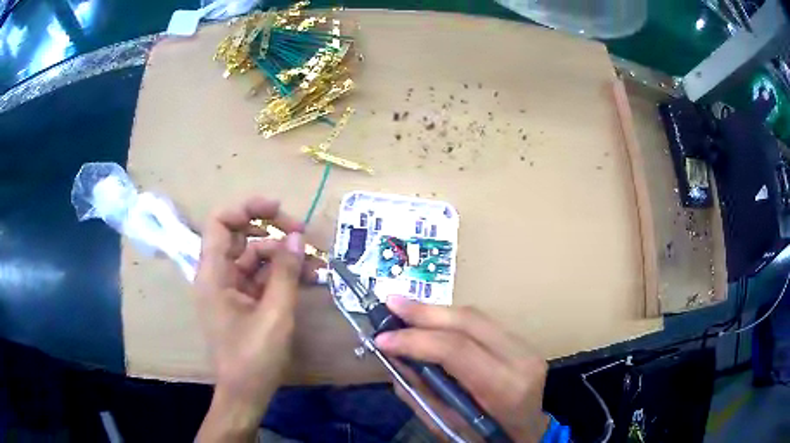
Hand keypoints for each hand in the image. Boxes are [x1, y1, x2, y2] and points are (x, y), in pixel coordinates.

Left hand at [194, 197, 304, 440]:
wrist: (245, 394)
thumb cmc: (253, 358)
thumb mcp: (275, 314)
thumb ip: (285, 272)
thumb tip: (297, 237)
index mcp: (213, 275)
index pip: (220, 223)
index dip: (246, 208)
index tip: (278, 209)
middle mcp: (218, 276)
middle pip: (241, 237)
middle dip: (273, 232)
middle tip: (304, 236)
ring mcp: (230, 289)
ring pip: (255, 258)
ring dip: (283, 257)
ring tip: (315, 264)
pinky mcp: (242, 302)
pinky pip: (261, 278)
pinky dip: (281, 275)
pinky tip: (307, 279)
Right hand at [375, 296, 549, 442]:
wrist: (528, 432)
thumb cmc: (488, 438)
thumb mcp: (449, 427)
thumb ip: (421, 394)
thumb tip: (394, 360)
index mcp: (505, 388)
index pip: (458, 351)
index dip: (416, 341)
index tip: (382, 339)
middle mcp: (521, 359)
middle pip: (468, 322)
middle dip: (424, 312)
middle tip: (391, 303)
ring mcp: (526, 347)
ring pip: (475, 317)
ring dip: (436, 312)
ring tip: (404, 309)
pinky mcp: (522, 342)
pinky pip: (481, 323)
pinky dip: (451, 320)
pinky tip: (431, 320)